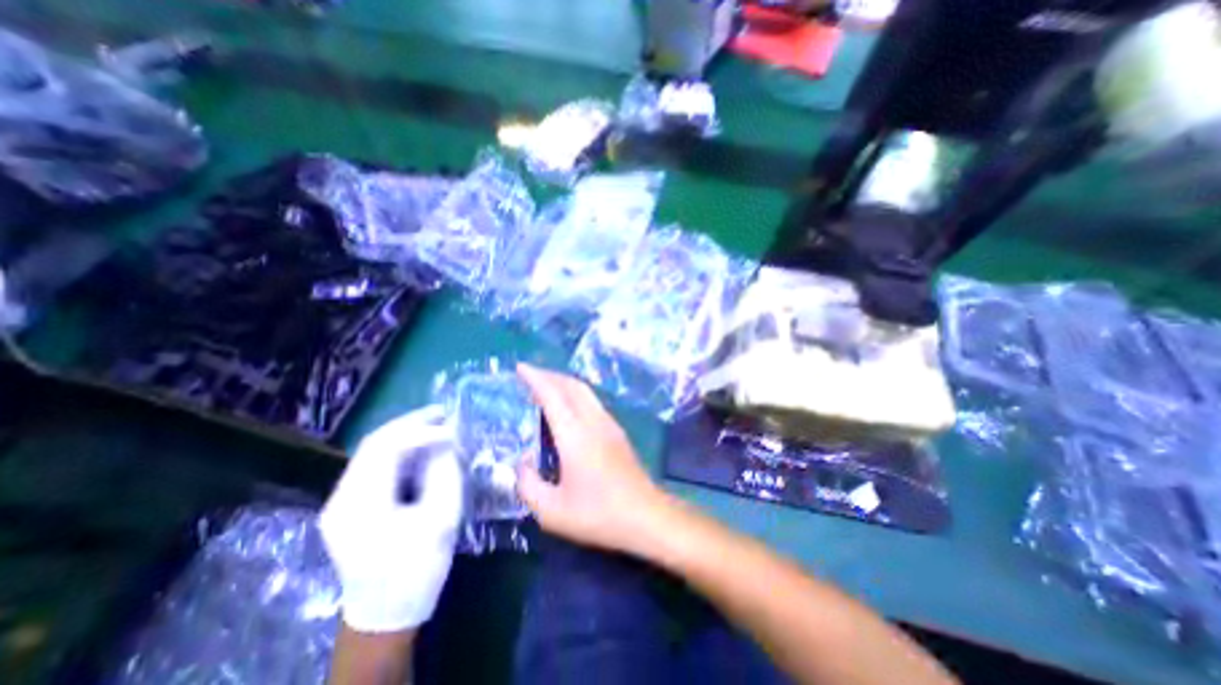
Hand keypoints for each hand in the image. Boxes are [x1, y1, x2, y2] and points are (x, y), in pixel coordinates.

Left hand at [320, 404, 462, 634]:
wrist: (387, 613)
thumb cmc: (417, 568)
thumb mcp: (440, 519)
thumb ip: (444, 473)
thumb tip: (448, 440)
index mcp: (359, 505)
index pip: (385, 449)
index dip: (422, 431)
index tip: (454, 426)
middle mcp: (341, 498)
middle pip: (374, 444)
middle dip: (412, 423)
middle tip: (445, 411)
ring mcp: (343, 501)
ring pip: (374, 451)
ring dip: (408, 433)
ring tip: (439, 422)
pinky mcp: (353, 505)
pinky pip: (378, 465)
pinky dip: (403, 450)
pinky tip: (425, 446)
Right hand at [512, 365, 672, 556]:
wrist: (646, 516)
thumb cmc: (598, 514)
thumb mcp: (551, 510)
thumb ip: (528, 484)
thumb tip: (523, 462)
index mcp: (574, 434)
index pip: (552, 395)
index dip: (535, 378)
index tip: (520, 368)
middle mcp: (593, 421)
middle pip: (572, 385)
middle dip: (550, 375)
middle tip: (530, 375)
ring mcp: (609, 424)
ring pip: (585, 391)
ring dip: (564, 383)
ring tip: (546, 388)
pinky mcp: (618, 432)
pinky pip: (593, 402)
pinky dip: (575, 395)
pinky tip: (568, 409)